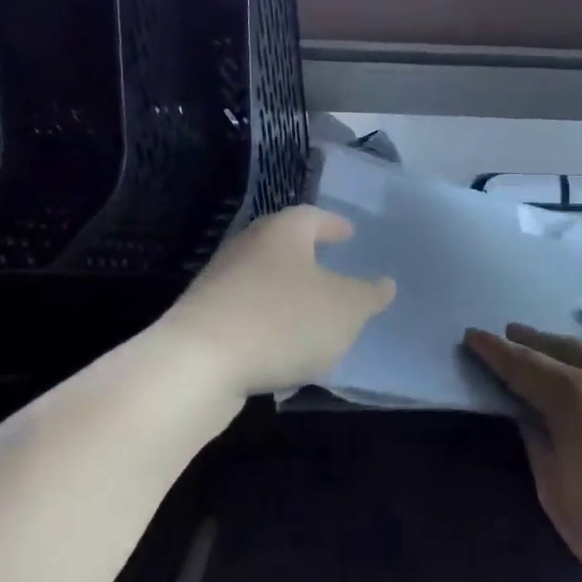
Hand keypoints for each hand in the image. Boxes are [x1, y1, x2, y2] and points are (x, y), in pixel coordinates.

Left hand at [167, 206, 394, 396]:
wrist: (198, 365)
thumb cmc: (283, 321)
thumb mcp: (345, 309)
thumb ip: (368, 295)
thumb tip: (384, 284)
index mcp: (282, 233)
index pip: (312, 216)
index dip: (334, 224)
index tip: (350, 234)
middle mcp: (246, 248)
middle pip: (282, 245)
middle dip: (308, 257)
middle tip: (332, 267)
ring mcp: (218, 284)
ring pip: (262, 280)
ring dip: (287, 293)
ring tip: (313, 314)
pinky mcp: (202, 321)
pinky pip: (246, 314)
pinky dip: (268, 323)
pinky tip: (283, 348)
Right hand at [465, 324, 581, 581]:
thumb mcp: (560, 497)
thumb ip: (540, 445)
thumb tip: (530, 416)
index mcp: (576, 397)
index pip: (524, 365)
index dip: (495, 351)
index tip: (475, 335)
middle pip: (564, 348)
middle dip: (534, 341)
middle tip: (513, 335)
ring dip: (576, 350)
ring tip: (561, 353)